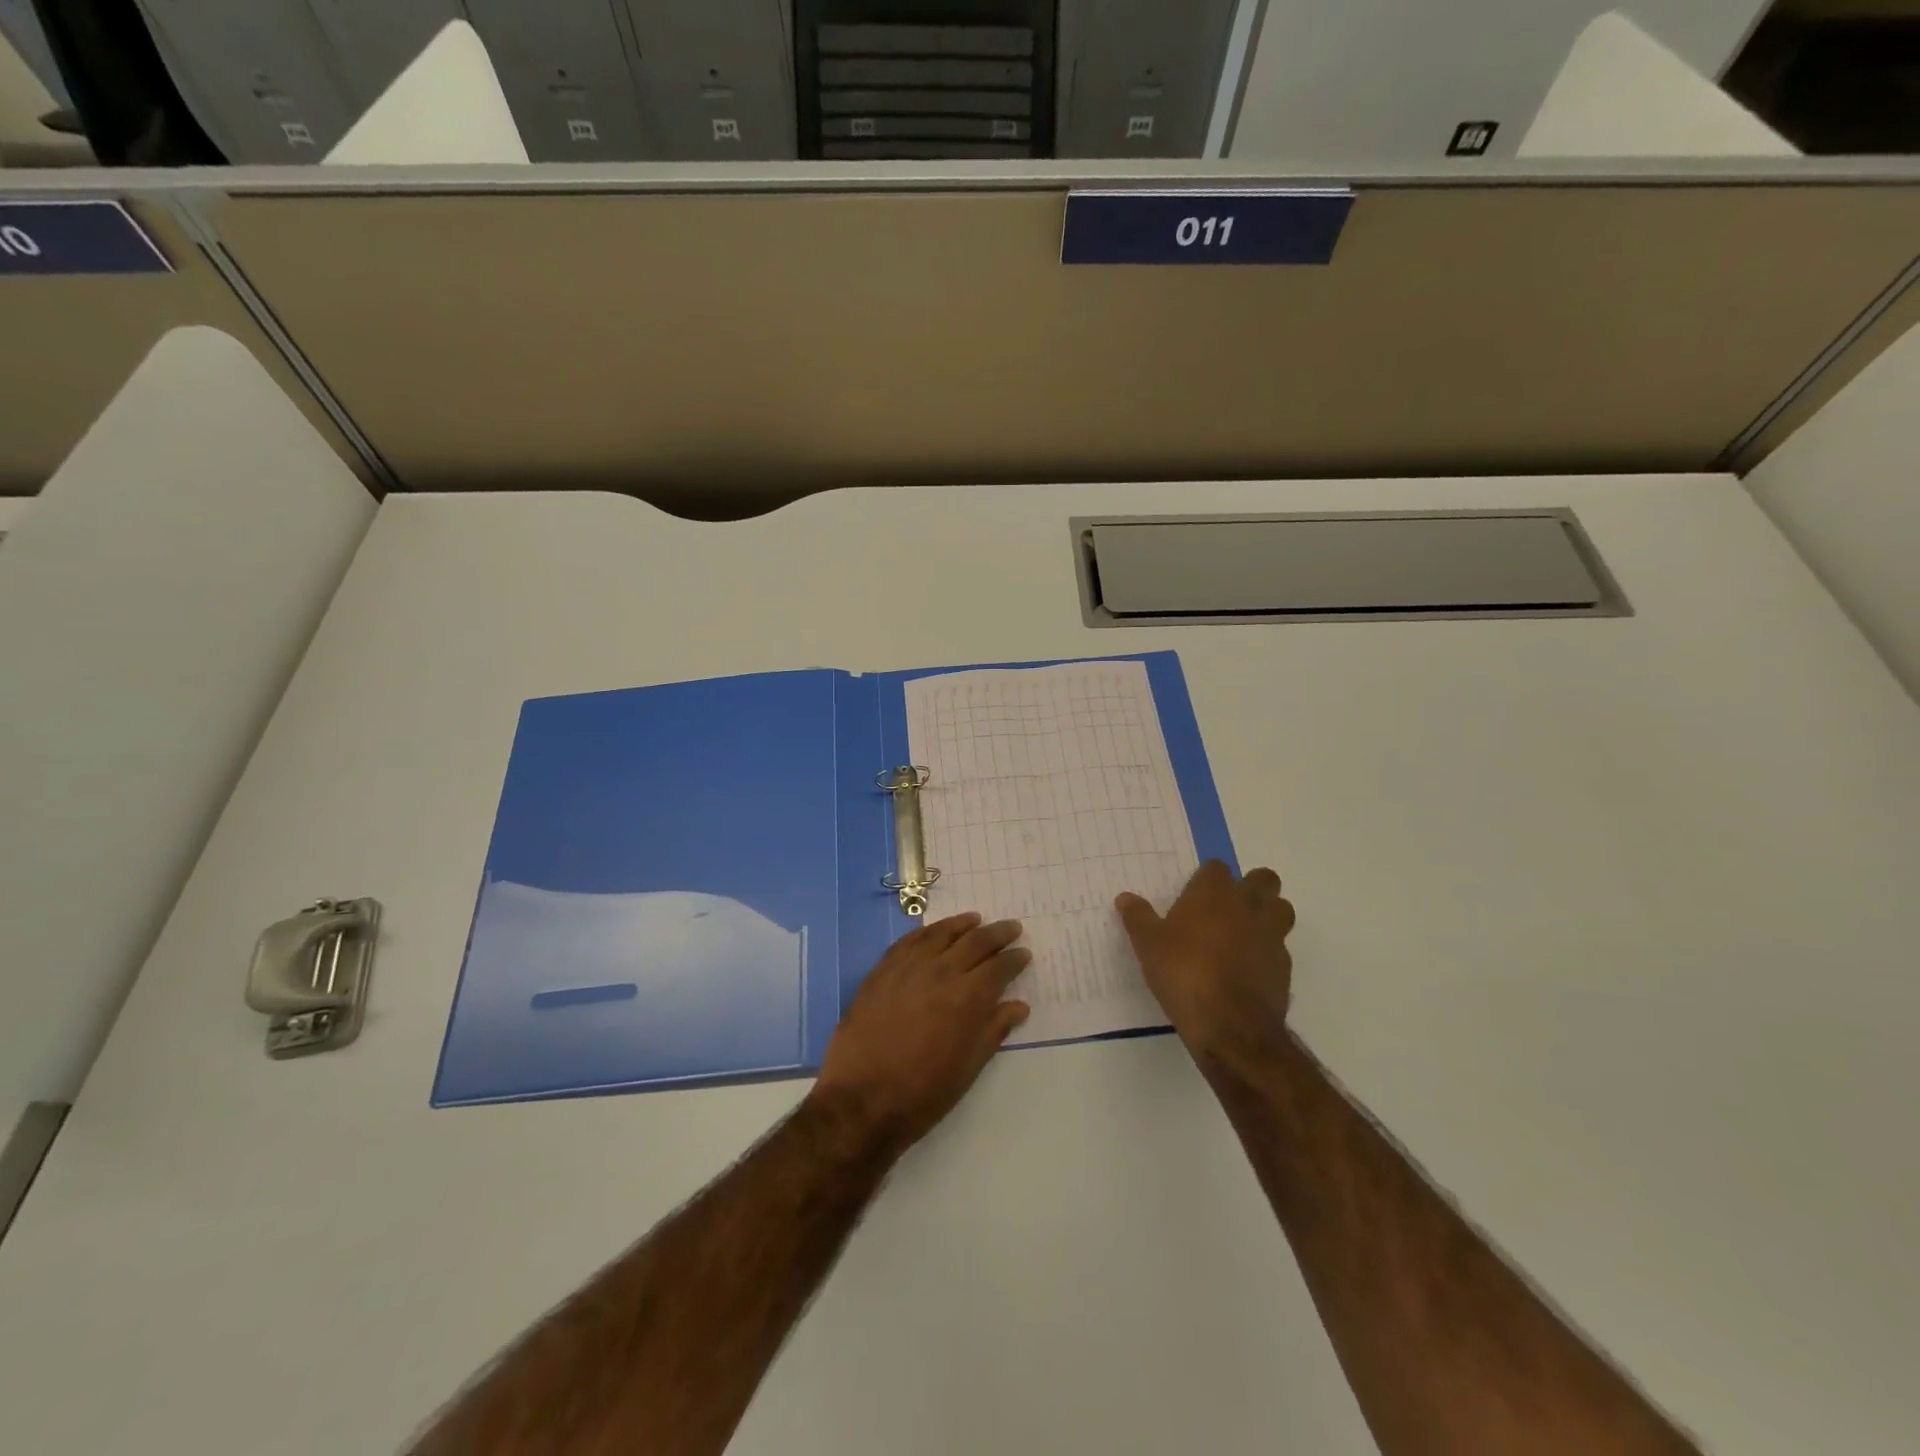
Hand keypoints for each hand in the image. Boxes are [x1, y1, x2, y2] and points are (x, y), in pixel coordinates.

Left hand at [811, 913, 1029, 1155]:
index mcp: (969, 997)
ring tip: (976, 919)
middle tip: (1012, 927)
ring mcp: (909, 967)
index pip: (1000, 967)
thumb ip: (994, 1030)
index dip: (1015, 959)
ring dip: (963, 924)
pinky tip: (933, 931)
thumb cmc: (924, 1093)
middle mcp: (942, 972)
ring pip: (941, 933)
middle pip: (975, 942)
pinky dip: (926, 931)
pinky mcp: (882, 970)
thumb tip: (1018, 1006)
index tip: (1024, 952)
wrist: (862, 1100)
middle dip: (998, 933)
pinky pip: (909, 940)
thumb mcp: (969, 1067)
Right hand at [1116, 861, 1295, 1067]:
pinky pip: (1280, 947)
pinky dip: (1268, 951)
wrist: (1230, 1025)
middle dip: (1251, 887)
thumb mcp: (1148, 945)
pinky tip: (1248, 969)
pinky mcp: (1284, 966)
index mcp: (1214, 893)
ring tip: (1243, 934)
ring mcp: (1271, 935)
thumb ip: (1138, 918)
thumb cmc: (1183, 972)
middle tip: (1226, 908)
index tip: (1194, 895)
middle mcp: (1248, 906)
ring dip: (1268, 914)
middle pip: (1263, 879)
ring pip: (1281, 909)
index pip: (1217, 868)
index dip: (1207, 878)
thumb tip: (1125, 898)